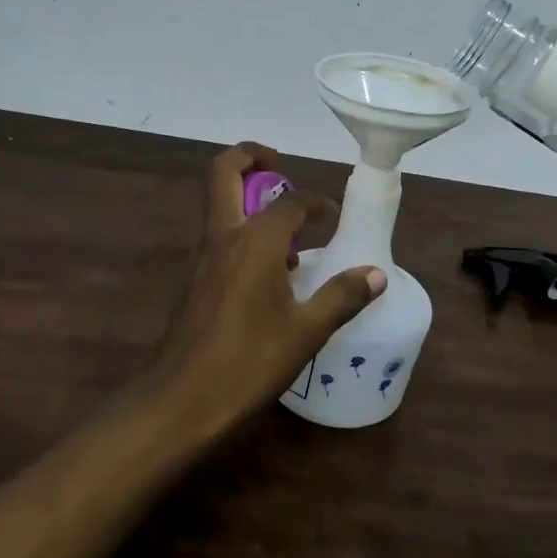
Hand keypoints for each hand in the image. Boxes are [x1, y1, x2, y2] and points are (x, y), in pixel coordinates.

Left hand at [152, 143, 383, 430]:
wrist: (180, 400)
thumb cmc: (248, 362)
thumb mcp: (306, 332)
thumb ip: (342, 297)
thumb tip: (376, 274)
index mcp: (254, 241)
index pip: (291, 201)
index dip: (317, 203)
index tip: (334, 219)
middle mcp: (224, 236)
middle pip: (224, 171)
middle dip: (252, 157)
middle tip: (281, 168)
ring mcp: (203, 256)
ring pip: (218, 202)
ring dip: (246, 196)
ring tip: (286, 229)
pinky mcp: (195, 279)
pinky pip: (219, 234)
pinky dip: (242, 230)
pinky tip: (269, 272)